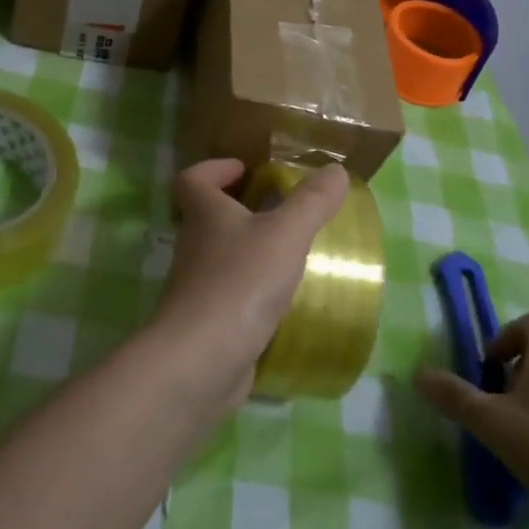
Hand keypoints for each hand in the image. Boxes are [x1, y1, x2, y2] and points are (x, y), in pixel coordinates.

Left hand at [152, 159, 350, 408]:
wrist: (201, 360)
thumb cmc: (241, 282)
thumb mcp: (286, 235)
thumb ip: (312, 202)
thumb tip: (336, 170)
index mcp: (205, 215)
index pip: (192, 179)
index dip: (214, 169)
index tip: (244, 170)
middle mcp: (193, 246)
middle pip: (207, 217)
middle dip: (239, 209)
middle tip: (279, 211)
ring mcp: (196, 287)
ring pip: (219, 257)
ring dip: (248, 251)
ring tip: (289, 255)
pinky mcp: (206, 323)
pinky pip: (228, 295)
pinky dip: (251, 292)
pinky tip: (281, 301)